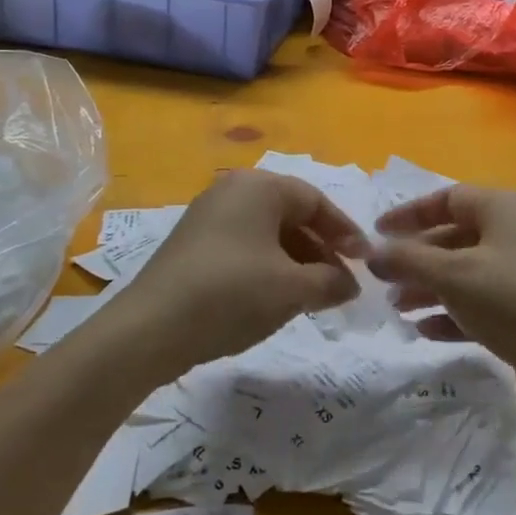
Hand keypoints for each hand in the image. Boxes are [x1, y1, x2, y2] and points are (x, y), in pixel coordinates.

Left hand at [100, 171, 362, 378]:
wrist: (150, 328)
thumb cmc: (231, 294)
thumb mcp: (291, 290)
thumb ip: (330, 282)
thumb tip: (351, 284)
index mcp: (260, 187)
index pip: (316, 201)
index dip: (344, 232)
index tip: (365, 262)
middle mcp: (233, 190)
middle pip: (291, 214)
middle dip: (320, 250)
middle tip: (340, 284)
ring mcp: (208, 215)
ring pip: (267, 232)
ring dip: (296, 261)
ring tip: (312, 296)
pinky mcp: (193, 243)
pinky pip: (244, 245)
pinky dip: (267, 266)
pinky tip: (273, 298)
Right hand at [366, 185, 515, 414]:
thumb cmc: (514, 301)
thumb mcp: (454, 275)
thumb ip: (407, 260)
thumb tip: (371, 253)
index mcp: (505, 208)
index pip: (448, 198)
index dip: (410, 213)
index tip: (377, 233)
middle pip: (454, 237)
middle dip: (416, 258)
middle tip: (382, 280)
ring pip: (465, 273)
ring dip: (429, 288)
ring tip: (397, 309)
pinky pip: (480, 304)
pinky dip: (452, 313)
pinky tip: (425, 331)